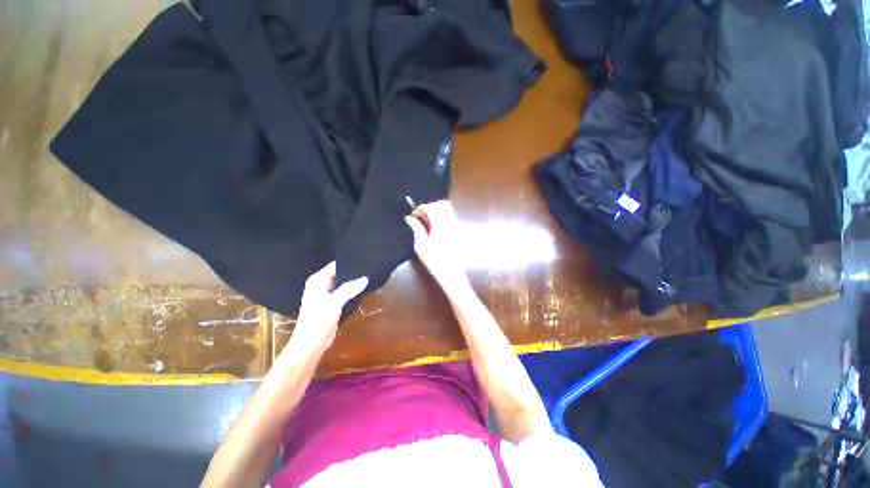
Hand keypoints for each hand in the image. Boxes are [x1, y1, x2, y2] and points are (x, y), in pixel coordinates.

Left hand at [283, 262, 367, 358]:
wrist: (311, 344)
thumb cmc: (317, 320)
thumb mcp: (334, 302)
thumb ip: (349, 289)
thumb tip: (365, 278)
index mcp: (317, 280)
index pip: (334, 265)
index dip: (348, 262)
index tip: (363, 260)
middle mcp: (321, 285)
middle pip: (339, 273)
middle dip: (352, 272)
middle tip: (368, 268)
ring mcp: (326, 294)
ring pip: (342, 283)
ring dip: (352, 282)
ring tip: (368, 275)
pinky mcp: (332, 303)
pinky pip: (344, 292)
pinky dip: (351, 291)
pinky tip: (362, 288)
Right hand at [404, 200, 468, 290]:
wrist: (450, 272)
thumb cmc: (434, 260)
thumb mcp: (421, 245)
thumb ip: (416, 228)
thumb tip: (409, 218)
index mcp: (440, 225)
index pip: (430, 207)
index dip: (420, 208)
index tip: (414, 215)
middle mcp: (451, 222)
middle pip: (441, 204)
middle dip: (429, 206)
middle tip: (421, 216)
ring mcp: (457, 226)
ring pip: (448, 209)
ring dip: (437, 210)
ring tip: (428, 221)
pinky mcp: (460, 230)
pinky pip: (451, 216)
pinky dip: (442, 216)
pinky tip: (436, 227)